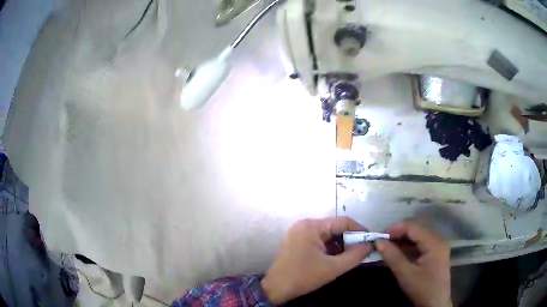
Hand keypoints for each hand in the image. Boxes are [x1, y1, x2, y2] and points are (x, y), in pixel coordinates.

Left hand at [260, 217, 371, 304]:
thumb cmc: (304, 277)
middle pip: (335, 228)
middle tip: (361, 252)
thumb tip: (370, 245)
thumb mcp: (333, 268)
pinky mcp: (297, 241)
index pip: (343, 222)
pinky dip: (330, 248)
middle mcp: (305, 225)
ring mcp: (299, 233)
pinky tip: (335, 259)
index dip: (360, 230)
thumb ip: (355, 256)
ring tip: (349, 257)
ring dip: (340, 245)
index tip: (371, 241)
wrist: (276, 288)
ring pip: (328, 235)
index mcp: (312, 227)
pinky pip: (319, 240)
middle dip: (349, 240)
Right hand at [376, 222, 451, 306]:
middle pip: (416, 231)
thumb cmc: (422, 288)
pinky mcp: (435, 255)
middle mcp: (438, 241)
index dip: (396, 228)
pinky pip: (421, 246)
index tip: (379, 235)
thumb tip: (379, 242)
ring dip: (402, 241)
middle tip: (382, 241)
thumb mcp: (405, 274)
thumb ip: (392, 256)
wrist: (435, 304)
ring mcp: (438, 248)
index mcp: (434, 243)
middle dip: (398, 234)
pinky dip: (408, 248)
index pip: (414, 228)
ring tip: (387, 246)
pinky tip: (398, 252)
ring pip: (418, 238)